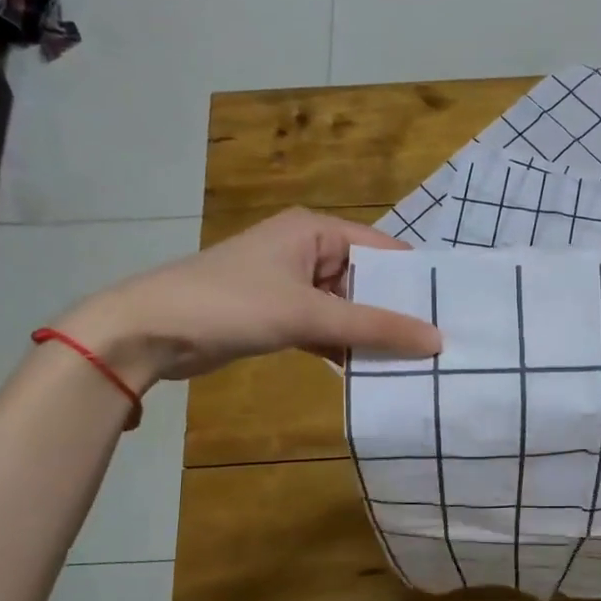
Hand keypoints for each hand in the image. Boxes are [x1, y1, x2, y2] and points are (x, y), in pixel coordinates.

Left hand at [53, 208, 441, 389]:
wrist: (149, 331)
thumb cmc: (232, 304)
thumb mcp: (308, 313)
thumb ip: (373, 326)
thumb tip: (436, 340)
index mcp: (315, 230)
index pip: (383, 249)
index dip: (415, 280)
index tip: (451, 311)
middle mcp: (307, 249)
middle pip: (366, 280)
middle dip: (395, 312)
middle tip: (438, 345)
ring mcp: (291, 283)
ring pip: (346, 308)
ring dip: (369, 333)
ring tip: (414, 362)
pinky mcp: (277, 314)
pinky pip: (324, 326)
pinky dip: (343, 345)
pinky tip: (369, 371)